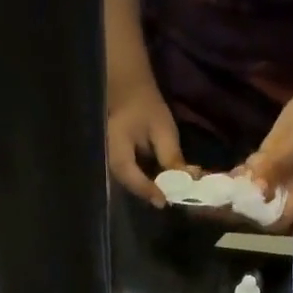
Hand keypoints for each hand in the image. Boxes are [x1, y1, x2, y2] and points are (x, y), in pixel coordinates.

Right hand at [106, 80, 187, 207]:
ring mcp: (110, 163)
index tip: (163, 202)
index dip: (146, 189)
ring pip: (130, 184)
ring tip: (172, 192)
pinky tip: (165, 182)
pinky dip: (149, 182)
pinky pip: (133, 178)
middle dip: (151, 194)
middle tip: (172, 200)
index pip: (128, 174)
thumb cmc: (144, 105)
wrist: (128, 90)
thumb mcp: (162, 128)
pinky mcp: (118, 165)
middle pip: (128, 185)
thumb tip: (185, 182)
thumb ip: (171, 157)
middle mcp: (106, 159)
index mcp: (114, 146)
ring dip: (152, 189)